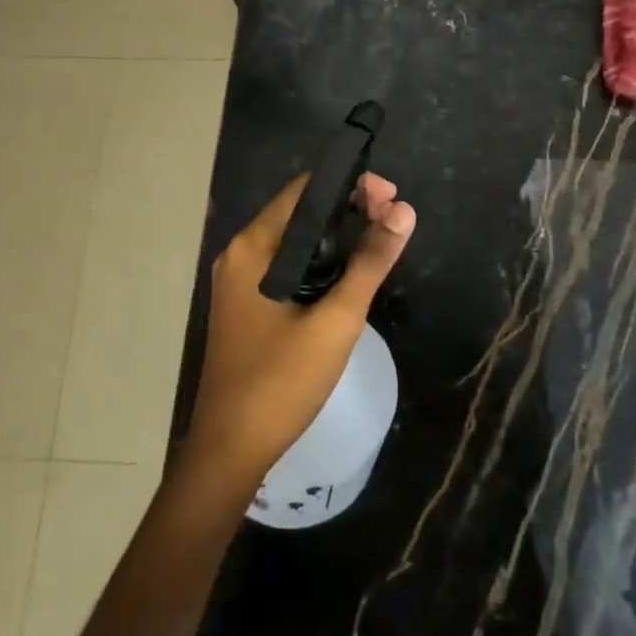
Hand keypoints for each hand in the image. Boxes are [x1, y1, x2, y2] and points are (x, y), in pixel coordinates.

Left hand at [183, 172, 415, 493]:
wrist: (230, 450)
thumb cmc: (282, 381)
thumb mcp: (336, 319)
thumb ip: (370, 262)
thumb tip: (404, 211)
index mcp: (253, 247)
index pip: (305, 190)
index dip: (350, 185)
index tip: (391, 199)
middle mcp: (241, 254)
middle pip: (299, 211)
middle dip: (348, 208)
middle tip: (393, 220)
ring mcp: (240, 281)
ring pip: (294, 240)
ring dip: (336, 235)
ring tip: (379, 241)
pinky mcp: (246, 304)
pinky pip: (286, 265)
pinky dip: (319, 260)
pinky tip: (346, 274)